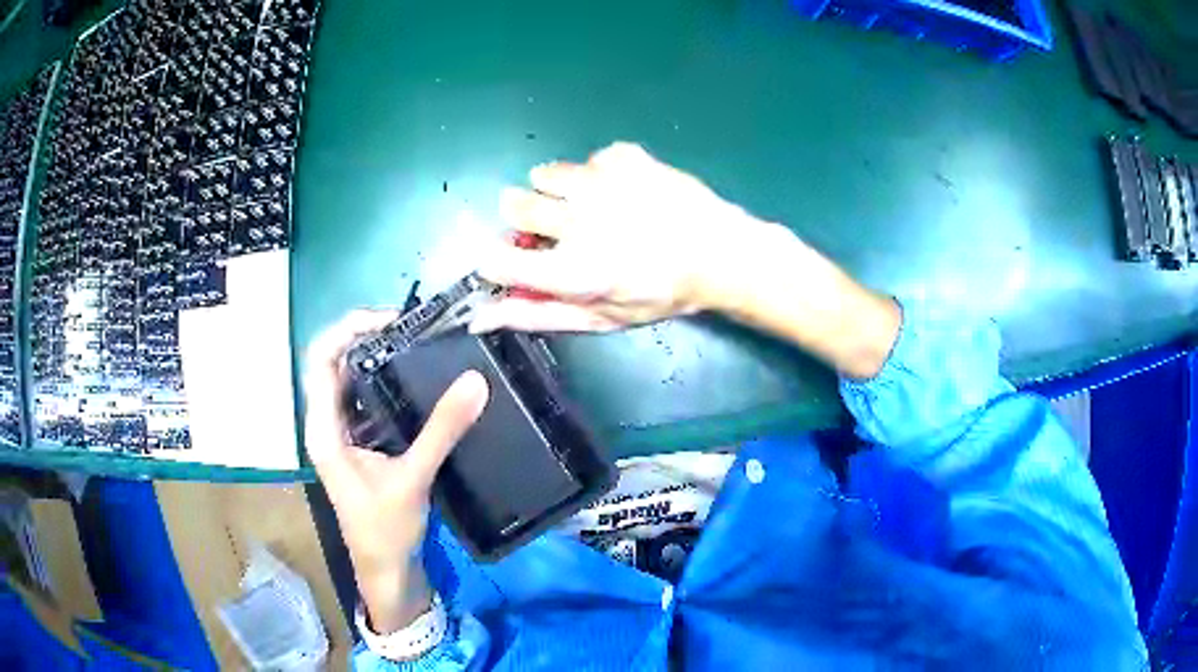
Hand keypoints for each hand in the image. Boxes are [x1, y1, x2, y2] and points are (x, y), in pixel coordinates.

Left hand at [304, 310, 488, 631]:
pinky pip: (363, 395)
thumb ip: (441, 430)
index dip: (348, 329)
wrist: (385, 569)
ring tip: (413, 338)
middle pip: (332, 360)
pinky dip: (383, 376)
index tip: (391, 320)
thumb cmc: (386, 530)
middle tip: (408, 324)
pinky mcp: (358, 441)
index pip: (321, 359)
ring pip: (347, 376)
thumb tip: (475, 380)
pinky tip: (412, 374)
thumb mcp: (413, 478)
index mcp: (324, 429)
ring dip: (373, 352)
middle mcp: (325, 423)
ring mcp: (340, 431)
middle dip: (363, 334)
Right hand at [471, 142, 784, 332]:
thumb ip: (538, 315)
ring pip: (544, 173)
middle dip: (526, 216)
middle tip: (559, 227)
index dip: (495, 255)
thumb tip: (481, 316)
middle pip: (512, 204)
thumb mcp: (599, 317)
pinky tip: (625, 192)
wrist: (719, 253)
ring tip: (593, 205)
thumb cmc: (658, 293)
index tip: (509, 254)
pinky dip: (596, 175)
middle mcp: (580, 223)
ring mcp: (603, 183)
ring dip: (558, 191)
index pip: (497, 259)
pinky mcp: (623, 157)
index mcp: (573, 273)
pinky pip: (587, 160)